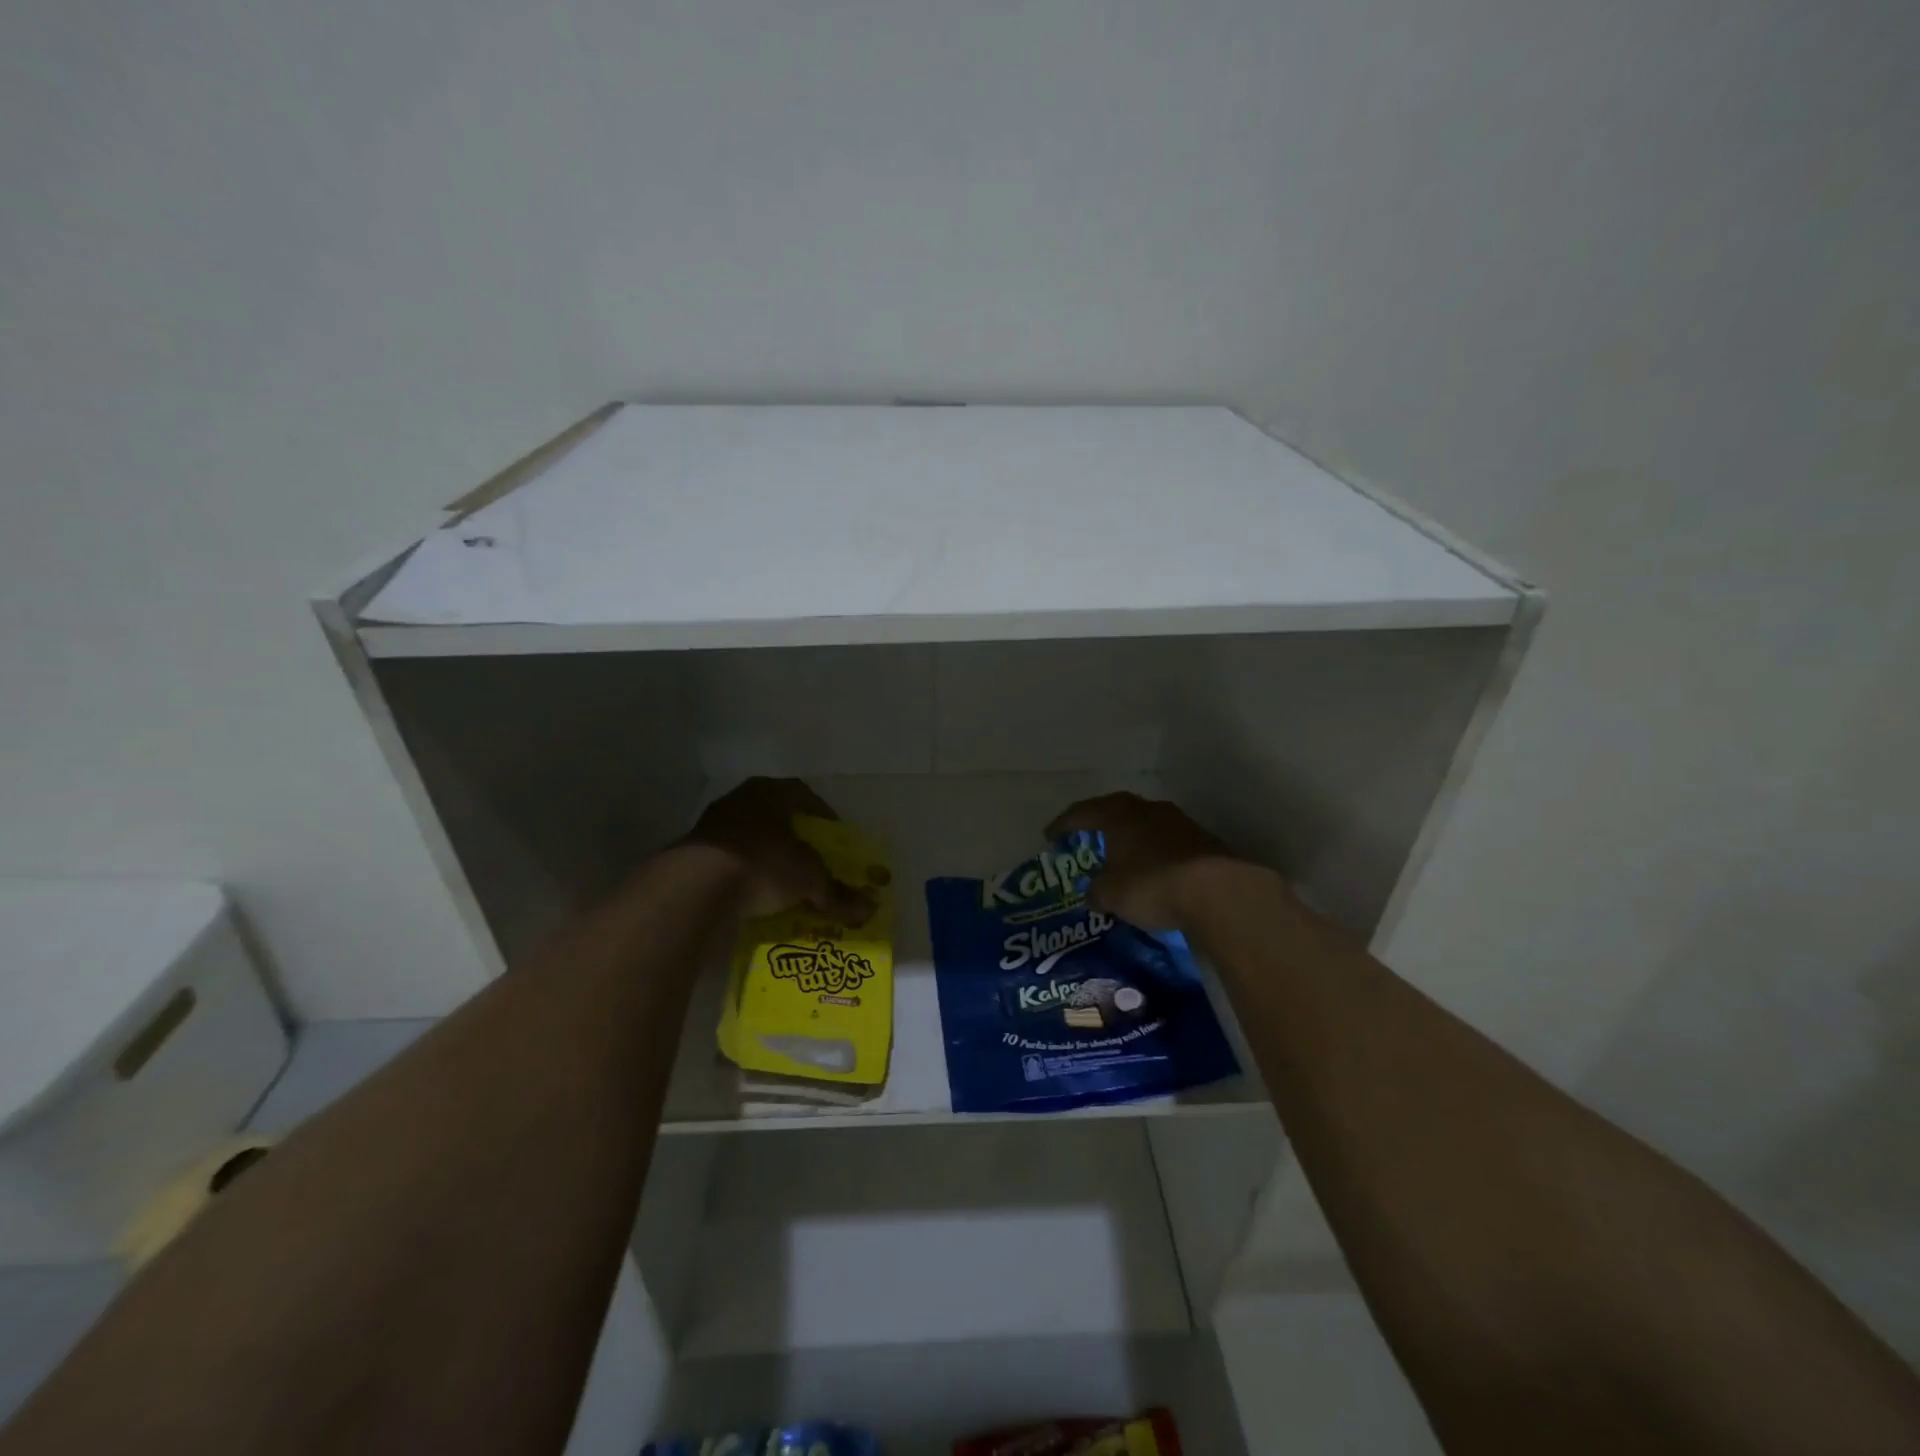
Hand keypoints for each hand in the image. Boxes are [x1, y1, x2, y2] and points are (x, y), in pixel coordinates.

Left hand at [684, 777, 873, 923]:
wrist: (696, 885)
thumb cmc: (763, 863)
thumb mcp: (808, 878)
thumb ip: (836, 892)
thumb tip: (868, 909)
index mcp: (771, 791)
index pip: (804, 796)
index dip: (823, 818)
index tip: (834, 839)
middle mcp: (741, 799)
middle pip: (776, 817)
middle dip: (796, 840)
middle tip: (812, 862)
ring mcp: (713, 824)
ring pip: (751, 838)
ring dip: (768, 857)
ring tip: (784, 883)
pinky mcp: (693, 852)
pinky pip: (730, 860)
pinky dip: (745, 874)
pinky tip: (754, 895)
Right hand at [1045, 791, 1248, 931]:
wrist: (1220, 892)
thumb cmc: (1153, 885)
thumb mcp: (1112, 895)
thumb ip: (1097, 891)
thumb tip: (1092, 894)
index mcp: (1119, 815)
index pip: (1082, 812)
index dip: (1063, 824)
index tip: (1050, 836)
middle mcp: (1148, 810)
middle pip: (1116, 811)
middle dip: (1100, 825)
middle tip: (1087, 839)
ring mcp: (1179, 822)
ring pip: (1145, 825)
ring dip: (1131, 839)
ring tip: (1121, 856)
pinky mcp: (1203, 840)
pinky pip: (1168, 842)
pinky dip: (1155, 853)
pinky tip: (1154, 870)